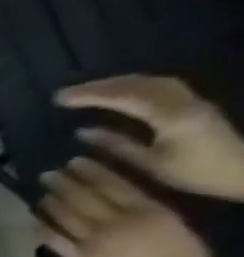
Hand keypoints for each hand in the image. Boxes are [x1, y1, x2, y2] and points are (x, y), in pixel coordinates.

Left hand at [39, 156, 229, 256]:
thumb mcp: (175, 225)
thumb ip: (147, 208)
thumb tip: (119, 193)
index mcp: (150, 212)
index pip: (112, 184)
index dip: (90, 171)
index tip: (74, 161)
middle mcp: (119, 223)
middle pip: (82, 196)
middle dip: (62, 182)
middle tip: (47, 173)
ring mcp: (95, 242)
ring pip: (64, 215)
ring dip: (49, 201)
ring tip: (41, 191)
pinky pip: (54, 239)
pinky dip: (43, 226)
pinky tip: (37, 217)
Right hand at [56, 75, 243, 200]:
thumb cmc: (197, 174)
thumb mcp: (150, 164)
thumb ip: (116, 145)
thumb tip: (82, 131)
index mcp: (171, 117)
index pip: (124, 97)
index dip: (90, 95)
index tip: (59, 99)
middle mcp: (184, 102)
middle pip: (138, 84)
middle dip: (99, 86)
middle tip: (66, 93)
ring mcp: (193, 100)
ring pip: (150, 82)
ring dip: (116, 83)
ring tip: (88, 91)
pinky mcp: (196, 104)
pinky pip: (160, 86)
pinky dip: (133, 86)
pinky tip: (119, 94)